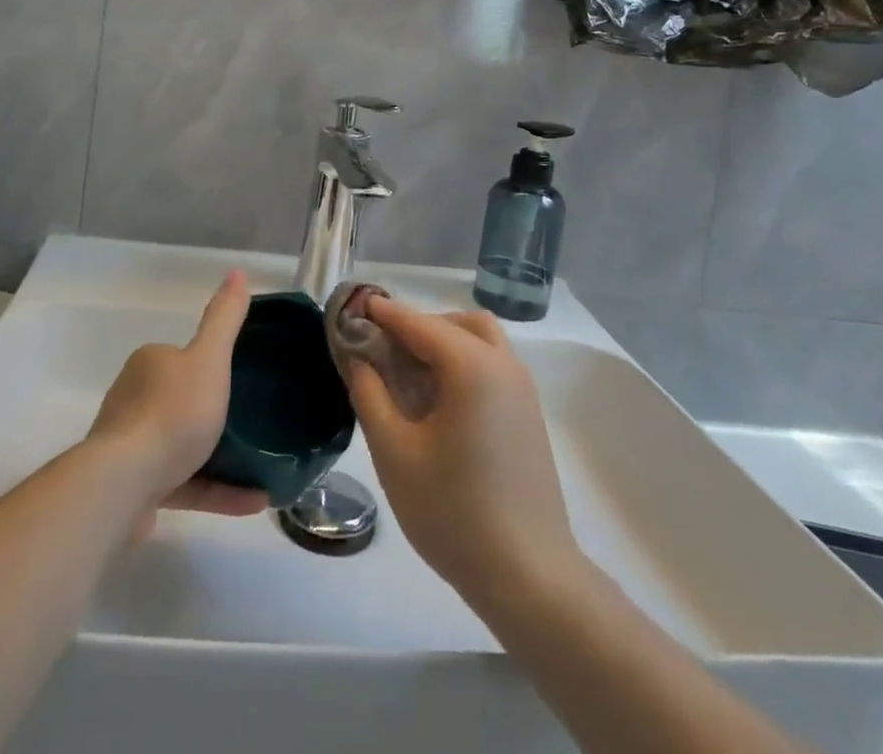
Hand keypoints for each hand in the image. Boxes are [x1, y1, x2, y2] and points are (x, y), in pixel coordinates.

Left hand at [86, 269, 266, 526]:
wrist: (124, 484)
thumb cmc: (171, 413)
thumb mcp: (209, 358)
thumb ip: (224, 318)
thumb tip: (239, 272)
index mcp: (149, 365)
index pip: (182, 358)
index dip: (211, 365)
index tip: (242, 379)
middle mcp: (134, 400)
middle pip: (182, 401)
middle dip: (215, 412)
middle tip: (257, 421)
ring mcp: (132, 447)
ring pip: (183, 446)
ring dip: (222, 457)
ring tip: (263, 464)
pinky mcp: (137, 489)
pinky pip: (186, 485)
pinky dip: (219, 491)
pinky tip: (255, 500)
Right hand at [348, 301, 577, 601]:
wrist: (529, 578)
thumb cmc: (453, 512)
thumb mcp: (394, 452)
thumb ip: (369, 393)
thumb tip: (357, 355)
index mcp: (472, 367)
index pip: (418, 323)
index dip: (383, 313)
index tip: (353, 305)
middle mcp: (503, 365)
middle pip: (454, 323)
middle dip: (415, 326)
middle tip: (380, 349)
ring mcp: (522, 389)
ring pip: (479, 339)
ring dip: (442, 341)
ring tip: (408, 373)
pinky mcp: (528, 414)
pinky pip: (491, 364)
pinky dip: (462, 361)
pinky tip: (437, 400)